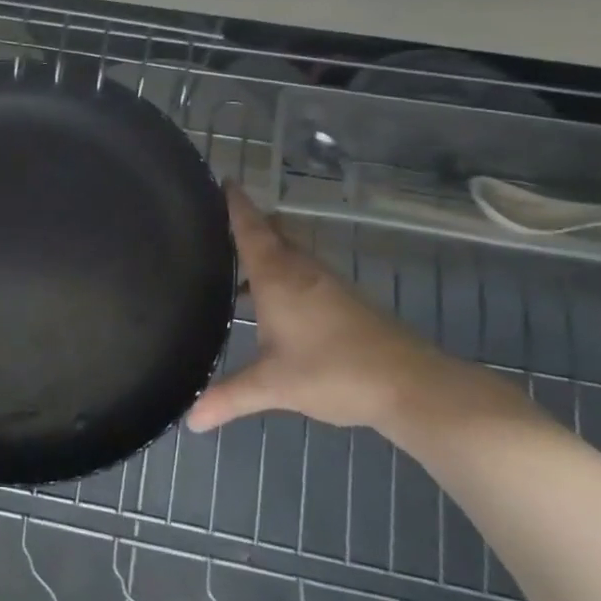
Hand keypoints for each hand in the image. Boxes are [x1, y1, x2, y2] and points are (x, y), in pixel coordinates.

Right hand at [185, 187, 459, 435]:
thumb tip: (189, 420)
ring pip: (290, 252)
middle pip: (273, 232)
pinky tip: (271, 303)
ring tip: (233, 265)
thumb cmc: (333, 373)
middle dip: (248, 223)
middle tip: (215, 226)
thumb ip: (228, 398)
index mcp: (278, 276)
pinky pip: (303, 272)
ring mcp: (327, 284)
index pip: (250, 227)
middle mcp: (302, 270)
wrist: (410, 385)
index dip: (235, 204)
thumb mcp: (273, 386)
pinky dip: (282, 273)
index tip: (222, 180)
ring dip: (266, 251)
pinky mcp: (344, 300)